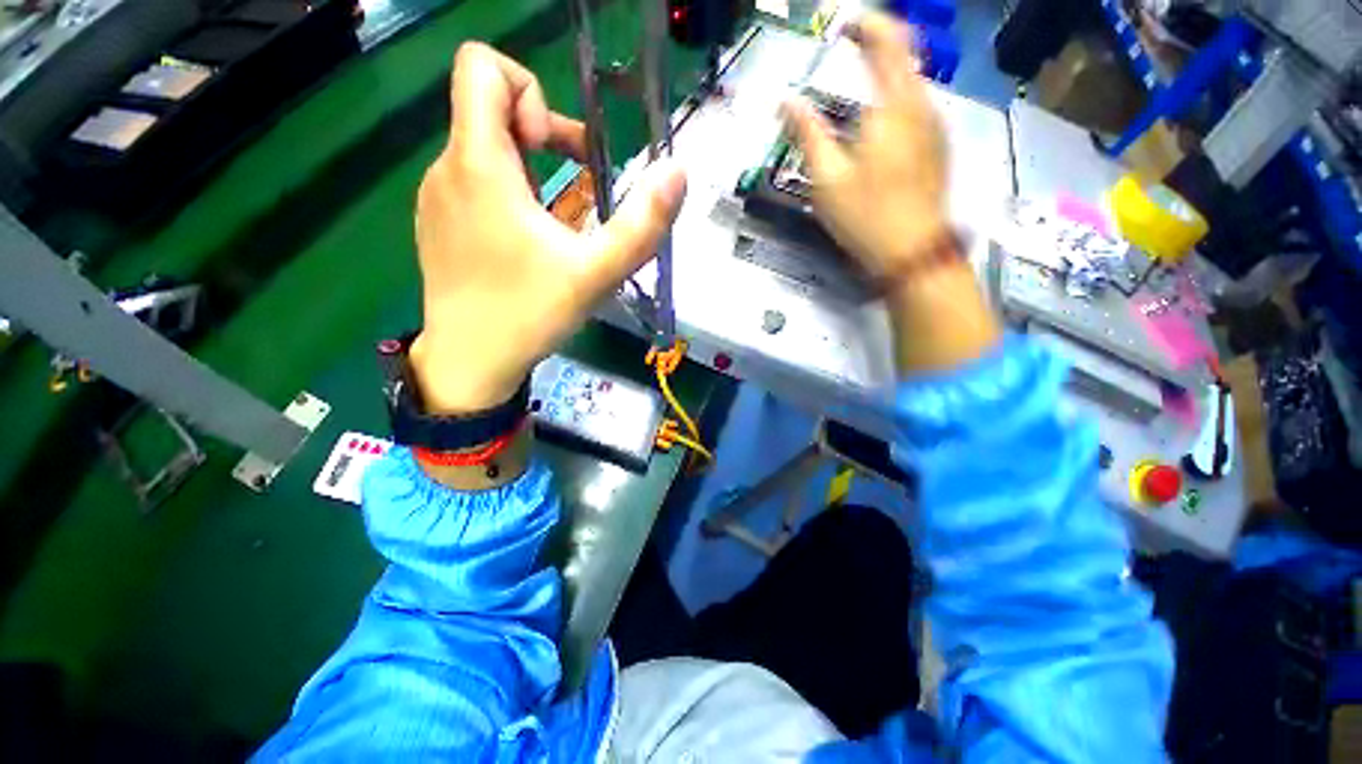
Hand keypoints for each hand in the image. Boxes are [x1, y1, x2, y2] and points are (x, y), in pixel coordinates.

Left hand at [410, 43, 686, 413]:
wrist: (469, 363)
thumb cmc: (529, 314)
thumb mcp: (597, 273)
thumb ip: (642, 225)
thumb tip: (678, 172)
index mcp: (479, 164)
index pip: (482, 67)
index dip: (530, 92)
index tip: (554, 150)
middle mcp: (447, 168)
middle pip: (489, 108)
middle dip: (543, 134)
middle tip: (575, 187)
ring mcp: (436, 197)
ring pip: (483, 147)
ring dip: (530, 168)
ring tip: (557, 222)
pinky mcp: (438, 223)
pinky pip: (472, 182)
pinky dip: (508, 193)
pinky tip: (528, 242)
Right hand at [782, 13, 947, 276]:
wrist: (911, 253)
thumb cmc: (865, 216)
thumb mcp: (826, 179)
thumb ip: (806, 133)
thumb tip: (784, 102)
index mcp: (893, 107)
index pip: (887, 41)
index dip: (867, 24)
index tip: (844, 25)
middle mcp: (922, 106)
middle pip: (905, 56)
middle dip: (877, 45)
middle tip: (848, 50)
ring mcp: (935, 127)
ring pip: (913, 82)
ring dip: (887, 74)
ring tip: (860, 84)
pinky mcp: (939, 147)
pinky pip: (918, 107)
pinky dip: (897, 99)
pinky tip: (879, 122)